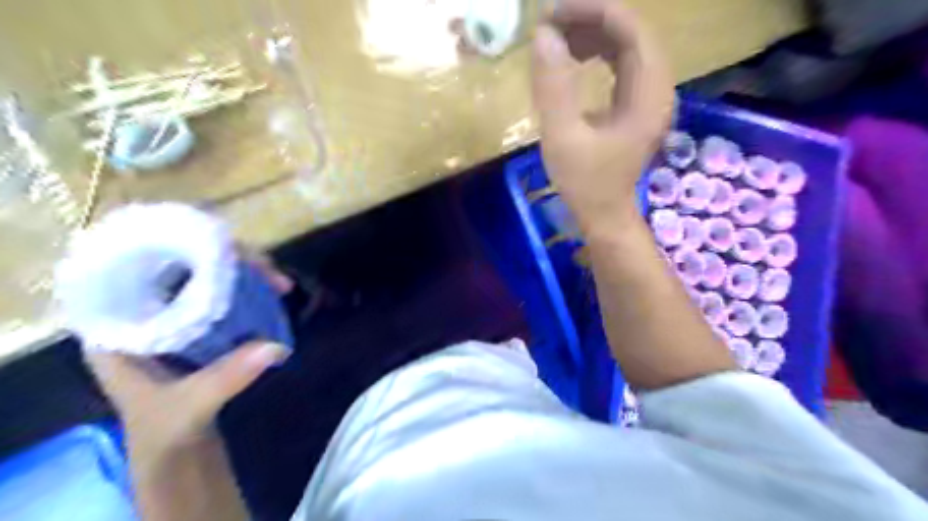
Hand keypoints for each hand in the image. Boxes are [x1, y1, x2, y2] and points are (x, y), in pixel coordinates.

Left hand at [86, 250, 291, 456]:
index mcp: (116, 322)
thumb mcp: (189, 405)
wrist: (175, 451)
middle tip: (269, 270)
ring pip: (207, 274)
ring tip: (278, 281)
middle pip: (181, 262)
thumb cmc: (164, 430)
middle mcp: (142, 309)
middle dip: (228, 259)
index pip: (141, 263)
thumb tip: (276, 346)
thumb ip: (226, 377)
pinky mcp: (198, 323)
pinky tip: (272, 293)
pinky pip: (223, 292)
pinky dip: (249, 288)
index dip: (184, 247)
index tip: (229, 251)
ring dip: (244, 272)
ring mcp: (172, 314)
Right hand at [530, 0, 675, 232]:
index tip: (554, 12)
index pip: (632, 31)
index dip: (595, 12)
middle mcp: (658, 88)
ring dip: (593, 35)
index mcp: (649, 95)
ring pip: (628, 46)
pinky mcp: (638, 104)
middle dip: (591, 20)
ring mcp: (650, 96)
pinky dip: (598, 53)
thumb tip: (544, 35)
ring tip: (557, 37)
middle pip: (633, 33)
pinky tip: (574, 57)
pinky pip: (623, 64)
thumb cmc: (585, 184)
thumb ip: (553, 88)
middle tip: (550, 23)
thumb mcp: (563, 138)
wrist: (604, 216)